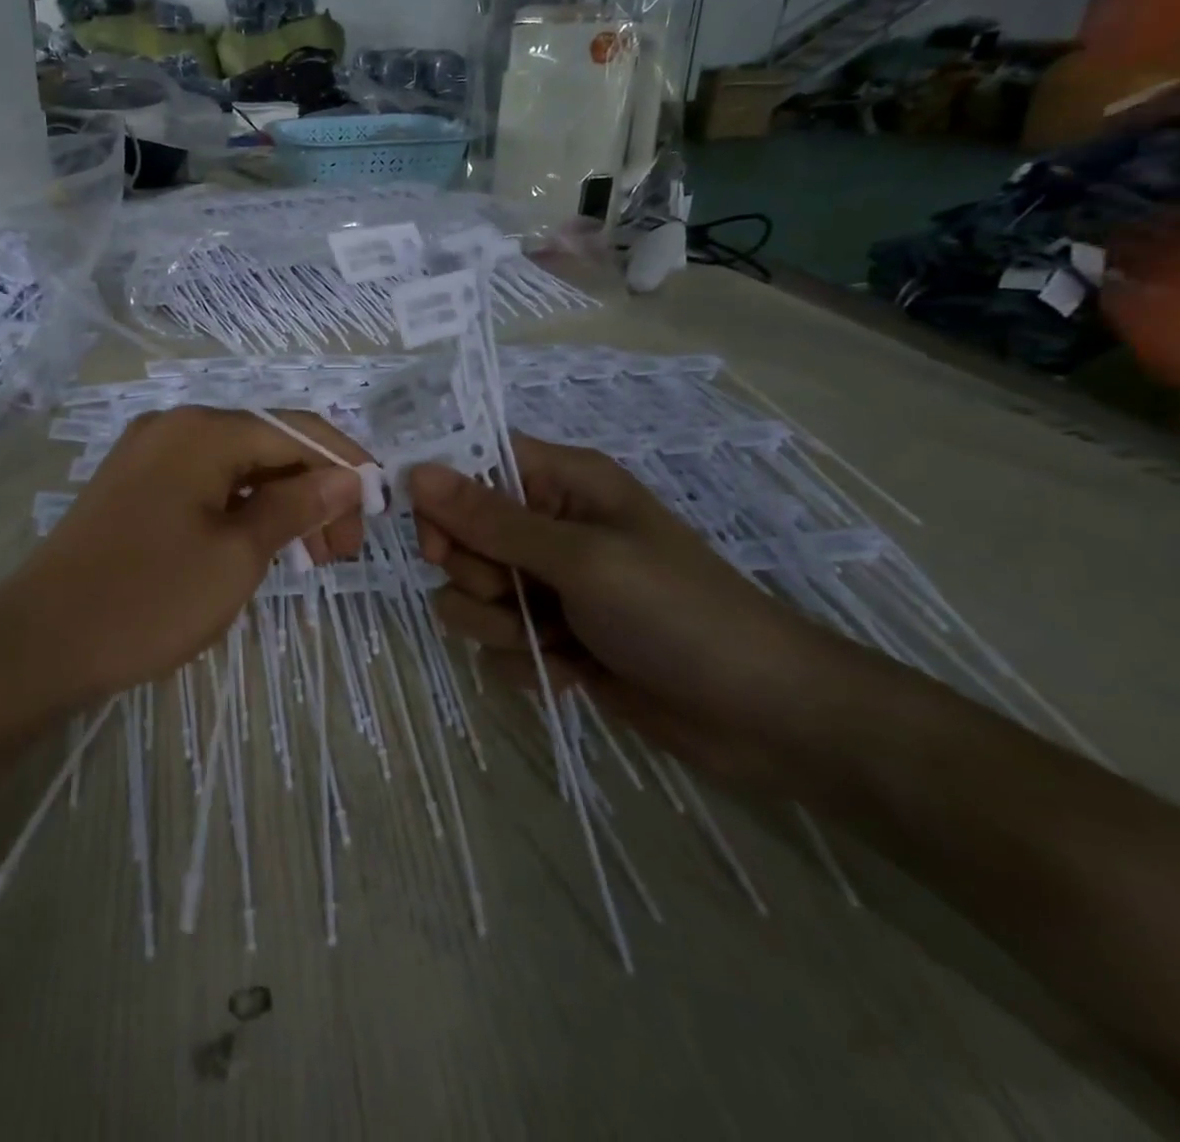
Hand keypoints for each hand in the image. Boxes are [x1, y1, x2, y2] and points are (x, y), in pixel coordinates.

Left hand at [0, 406, 368, 703]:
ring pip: (236, 467)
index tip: (377, 512)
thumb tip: (348, 477)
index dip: (345, 465)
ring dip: (279, 503)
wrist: (41, 643)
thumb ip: (298, 507)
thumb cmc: (150, 598)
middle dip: (314, 490)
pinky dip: (241, 509)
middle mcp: (175, 426)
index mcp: (203, 430)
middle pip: (267, 445)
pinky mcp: (133, 486)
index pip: (297, 431)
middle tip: (341, 550)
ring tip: (310, 556)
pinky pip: (204, 484)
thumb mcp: (237, 555)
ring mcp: (148, 454)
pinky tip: (259, 544)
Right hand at [409, 435, 879, 789]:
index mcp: (564, 483)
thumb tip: (417, 472)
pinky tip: (571, 672)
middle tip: (513, 594)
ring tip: (550, 642)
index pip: (473, 463)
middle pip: (460, 534)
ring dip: (496, 624)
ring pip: (468, 593)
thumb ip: (492, 520)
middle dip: (476, 574)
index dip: (443, 497)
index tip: (437, 541)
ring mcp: (547, 585)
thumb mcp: (581, 559)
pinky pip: (494, 640)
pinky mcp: (550, 637)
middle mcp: (548, 526)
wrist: (761, 716)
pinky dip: (523, 660)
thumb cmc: (676, 613)